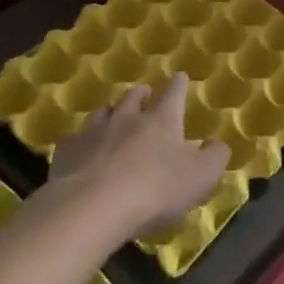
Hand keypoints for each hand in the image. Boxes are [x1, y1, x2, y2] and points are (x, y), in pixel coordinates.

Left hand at [49, 74, 230, 237]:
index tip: (180, 76)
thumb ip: (215, 157)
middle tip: (144, 94)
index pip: (174, 93)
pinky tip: (82, 151)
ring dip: (111, 113)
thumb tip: (216, 143)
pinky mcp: (67, 152)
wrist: (92, 207)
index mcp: (162, 120)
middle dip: (141, 94)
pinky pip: (75, 139)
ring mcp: (93, 132)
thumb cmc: (155, 189)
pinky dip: (82, 142)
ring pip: (103, 112)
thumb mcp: (201, 177)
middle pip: (134, 96)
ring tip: (113, 117)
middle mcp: (127, 118)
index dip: (178, 84)